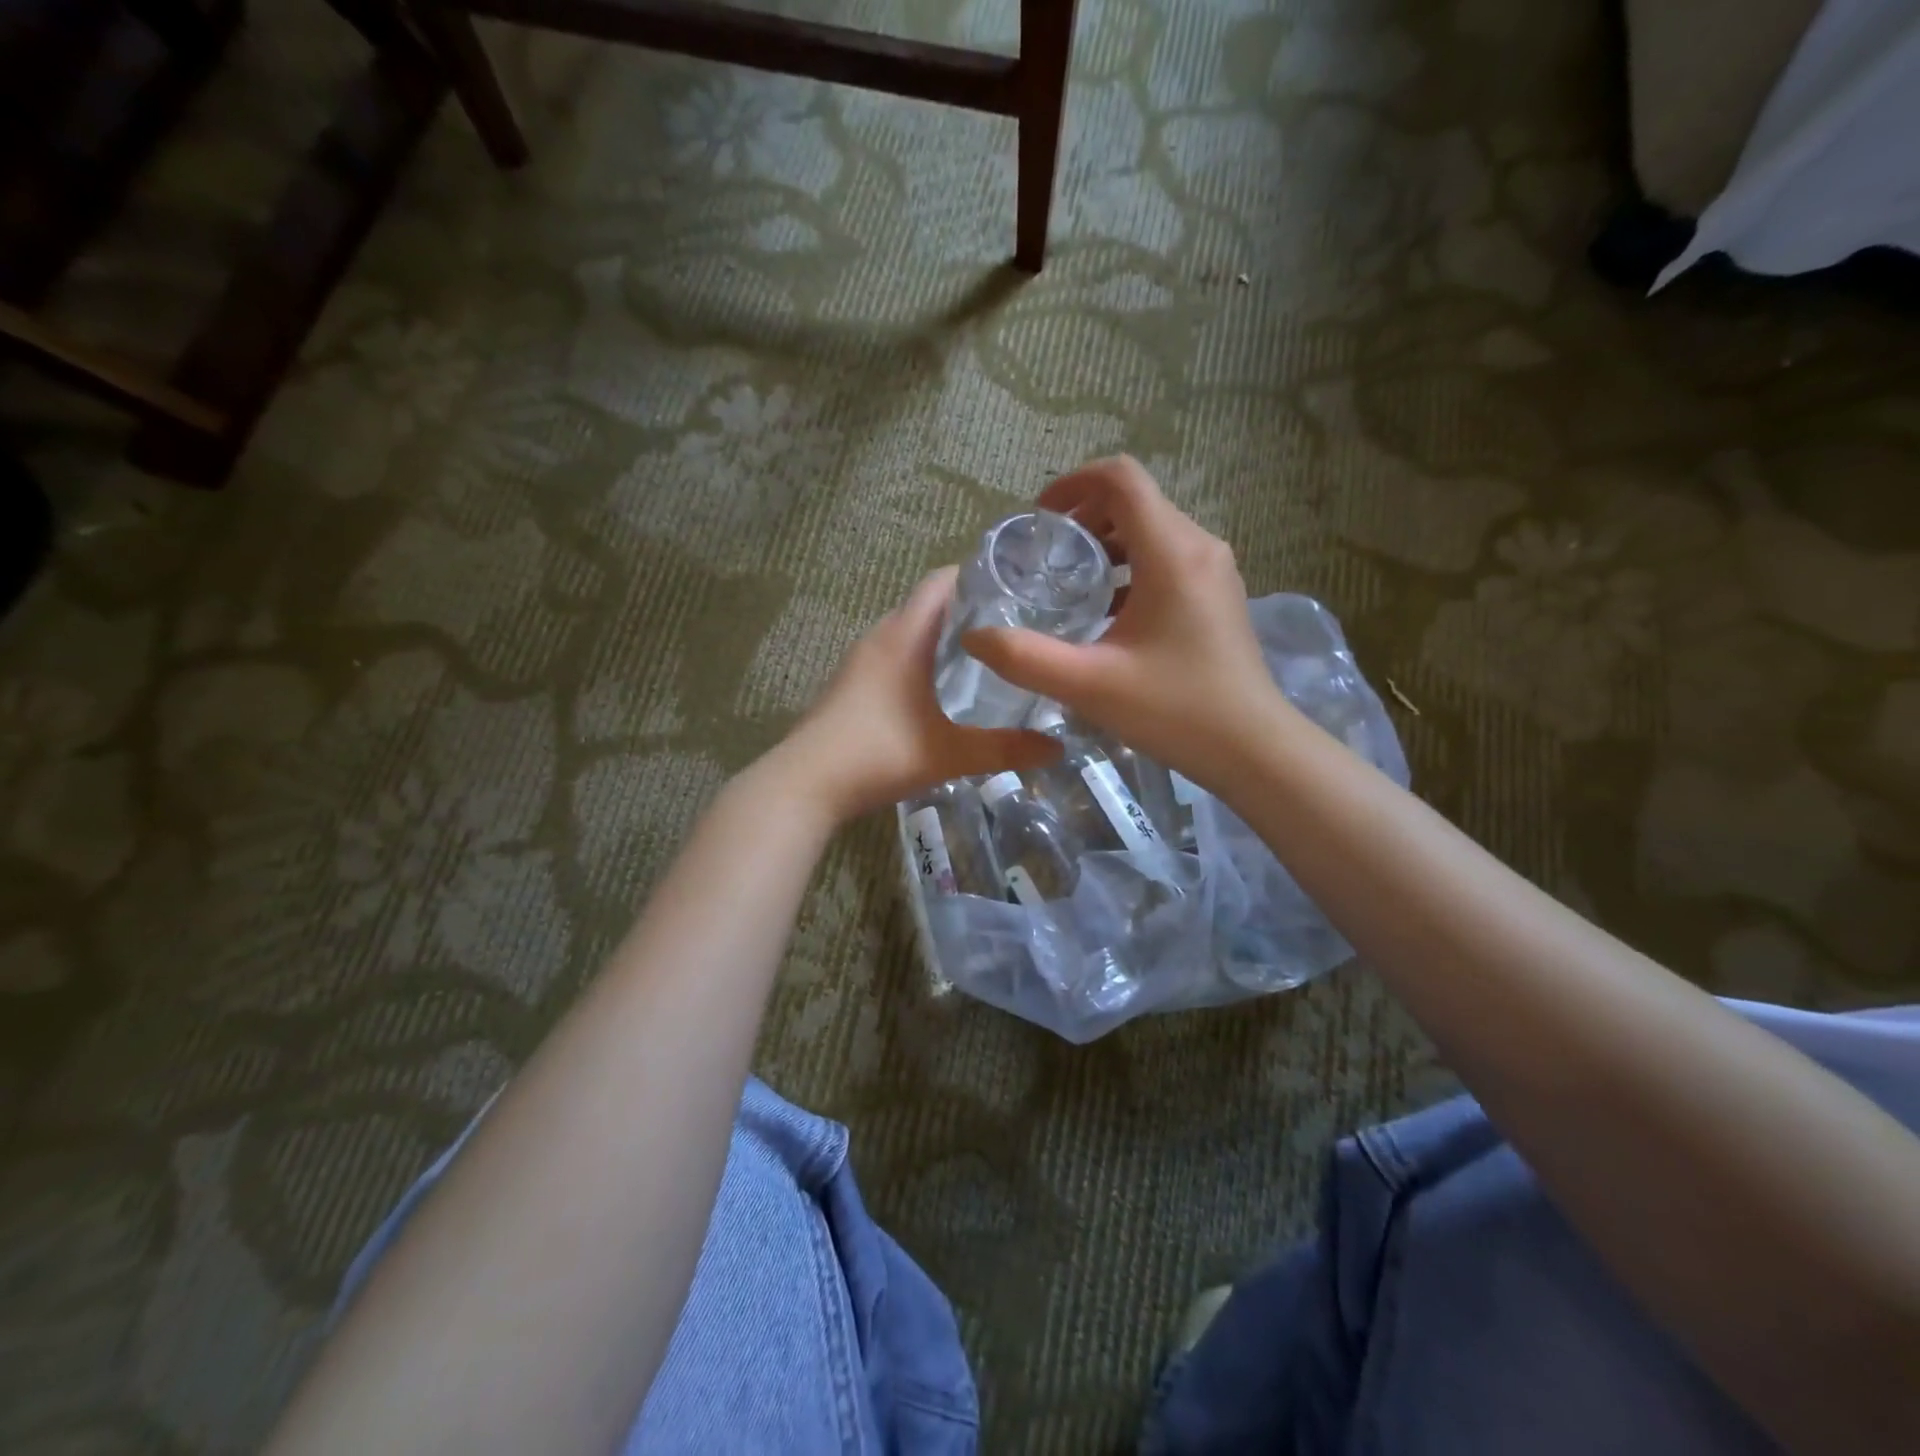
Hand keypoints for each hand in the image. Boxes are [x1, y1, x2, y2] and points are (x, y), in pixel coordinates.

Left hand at [772, 568, 1060, 823]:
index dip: (977, 576)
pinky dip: (920, 658)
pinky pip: (893, 654)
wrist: (805, 784)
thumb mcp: (951, 754)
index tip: (1017, 589)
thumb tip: (1057, 748)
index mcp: (904, 636)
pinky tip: (941, 690)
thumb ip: (1006, 749)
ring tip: (986, 656)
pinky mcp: (850, 684)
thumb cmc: (879, 754)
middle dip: (969, 609)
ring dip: (942, 636)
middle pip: (927, 605)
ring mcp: (859, 661)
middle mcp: (880, 637)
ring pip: (908, 632)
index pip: (941, 582)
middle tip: (1014, 627)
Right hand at [963, 456, 1286, 780]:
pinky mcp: (1218, 596)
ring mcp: (1214, 571)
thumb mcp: (1089, 685)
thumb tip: (974, 637)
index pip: (1120, 478)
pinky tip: (1106, 611)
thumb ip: (1025, 658)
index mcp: (1171, 552)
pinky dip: (1130, 568)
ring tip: (1070, 583)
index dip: (1072, 484)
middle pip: (1135, 502)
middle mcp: (1198, 547)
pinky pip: (1167, 559)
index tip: (1038, 520)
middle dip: (1083, 518)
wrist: (1252, 749)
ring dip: (1106, 545)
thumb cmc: (1175, 710)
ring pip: (1152, 531)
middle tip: (1045, 558)